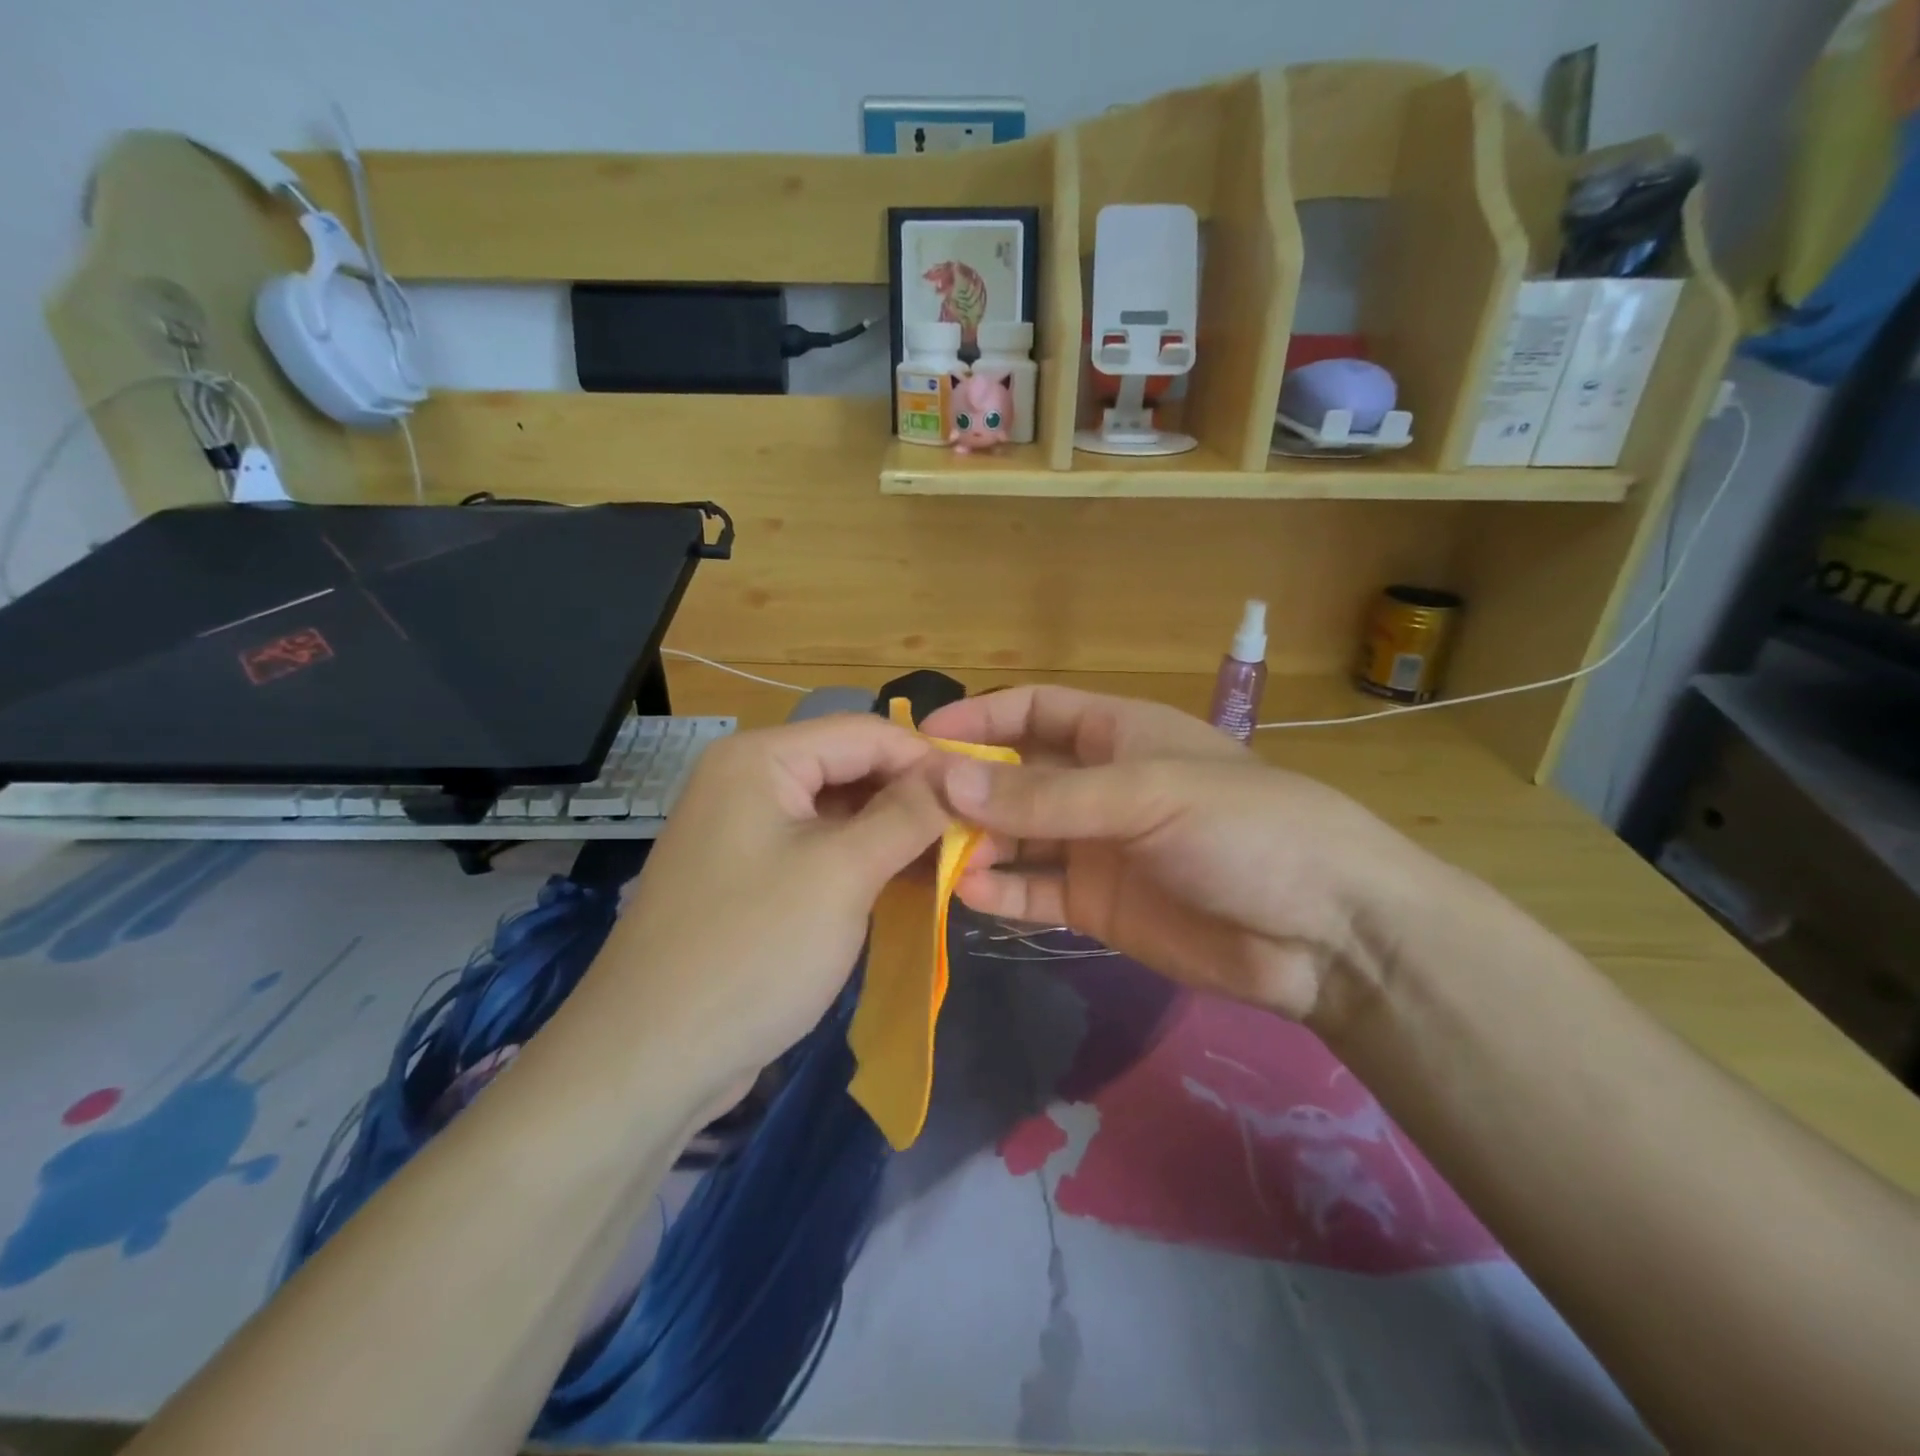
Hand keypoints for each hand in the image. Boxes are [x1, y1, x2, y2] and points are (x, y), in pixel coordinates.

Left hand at [585, 714, 949, 1105]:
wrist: (650, 1059)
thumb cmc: (753, 951)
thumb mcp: (844, 873)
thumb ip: (908, 814)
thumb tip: (958, 777)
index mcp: (761, 759)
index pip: (866, 732)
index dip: (929, 759)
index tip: (986, 797)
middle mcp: (748, 781)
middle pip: (851, 768)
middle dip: (913, 798)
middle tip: (975, 836)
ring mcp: (746, 831)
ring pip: (840, 812)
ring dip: (894, 833)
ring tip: (953, 862)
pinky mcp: (750, 876)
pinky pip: (819, 849)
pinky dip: (864, 861)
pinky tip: (906, 884)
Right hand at [921, 686, 1435, 1023]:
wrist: (1327, 934)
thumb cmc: (1245, 830)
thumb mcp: (1145, 796)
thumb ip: (1046, 795)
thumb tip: (947, 778)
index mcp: (1117, 734)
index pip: (1033, 711)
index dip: (978, 719)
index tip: (920, 739)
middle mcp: (1099, 786)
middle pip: (1015, 776)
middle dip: (966, 787)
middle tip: (908, 808)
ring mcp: (1097, 848)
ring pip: (1018, 836)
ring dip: (975, 842)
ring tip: (929, 855)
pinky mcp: (1099, 906)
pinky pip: (1036, 892)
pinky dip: (1001, 892)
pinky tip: (967, 894)